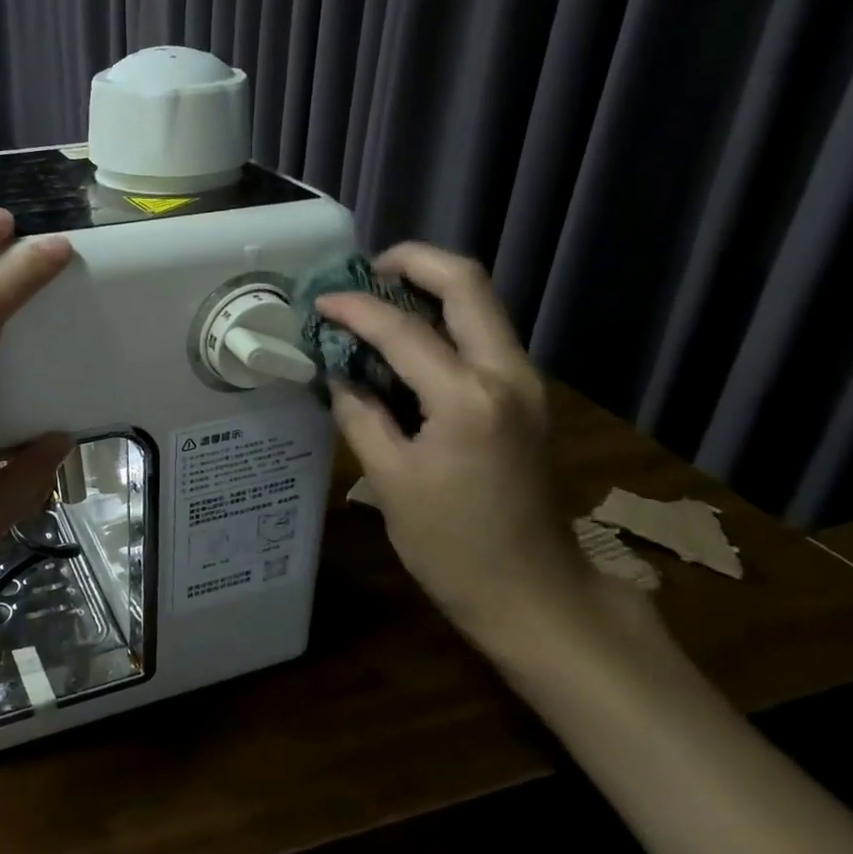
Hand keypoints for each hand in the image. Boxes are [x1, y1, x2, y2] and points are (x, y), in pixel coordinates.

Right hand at [316, 244, 601, 646]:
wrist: (533, 592)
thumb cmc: (452, 546)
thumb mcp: (389, 480)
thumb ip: (359, 414)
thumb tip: (338, 372)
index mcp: (467, 399)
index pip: (403, 329)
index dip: (355, 307)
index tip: (319, 302)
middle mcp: (506, 374)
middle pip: (467, 282)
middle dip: (413, 262)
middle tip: (365, 272)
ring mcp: (525, 382)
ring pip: (481, 304)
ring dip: (430, 288)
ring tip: (378, 301)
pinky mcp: (526, 396)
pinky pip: (483, 335)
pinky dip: (444, 321)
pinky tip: (406, 342)